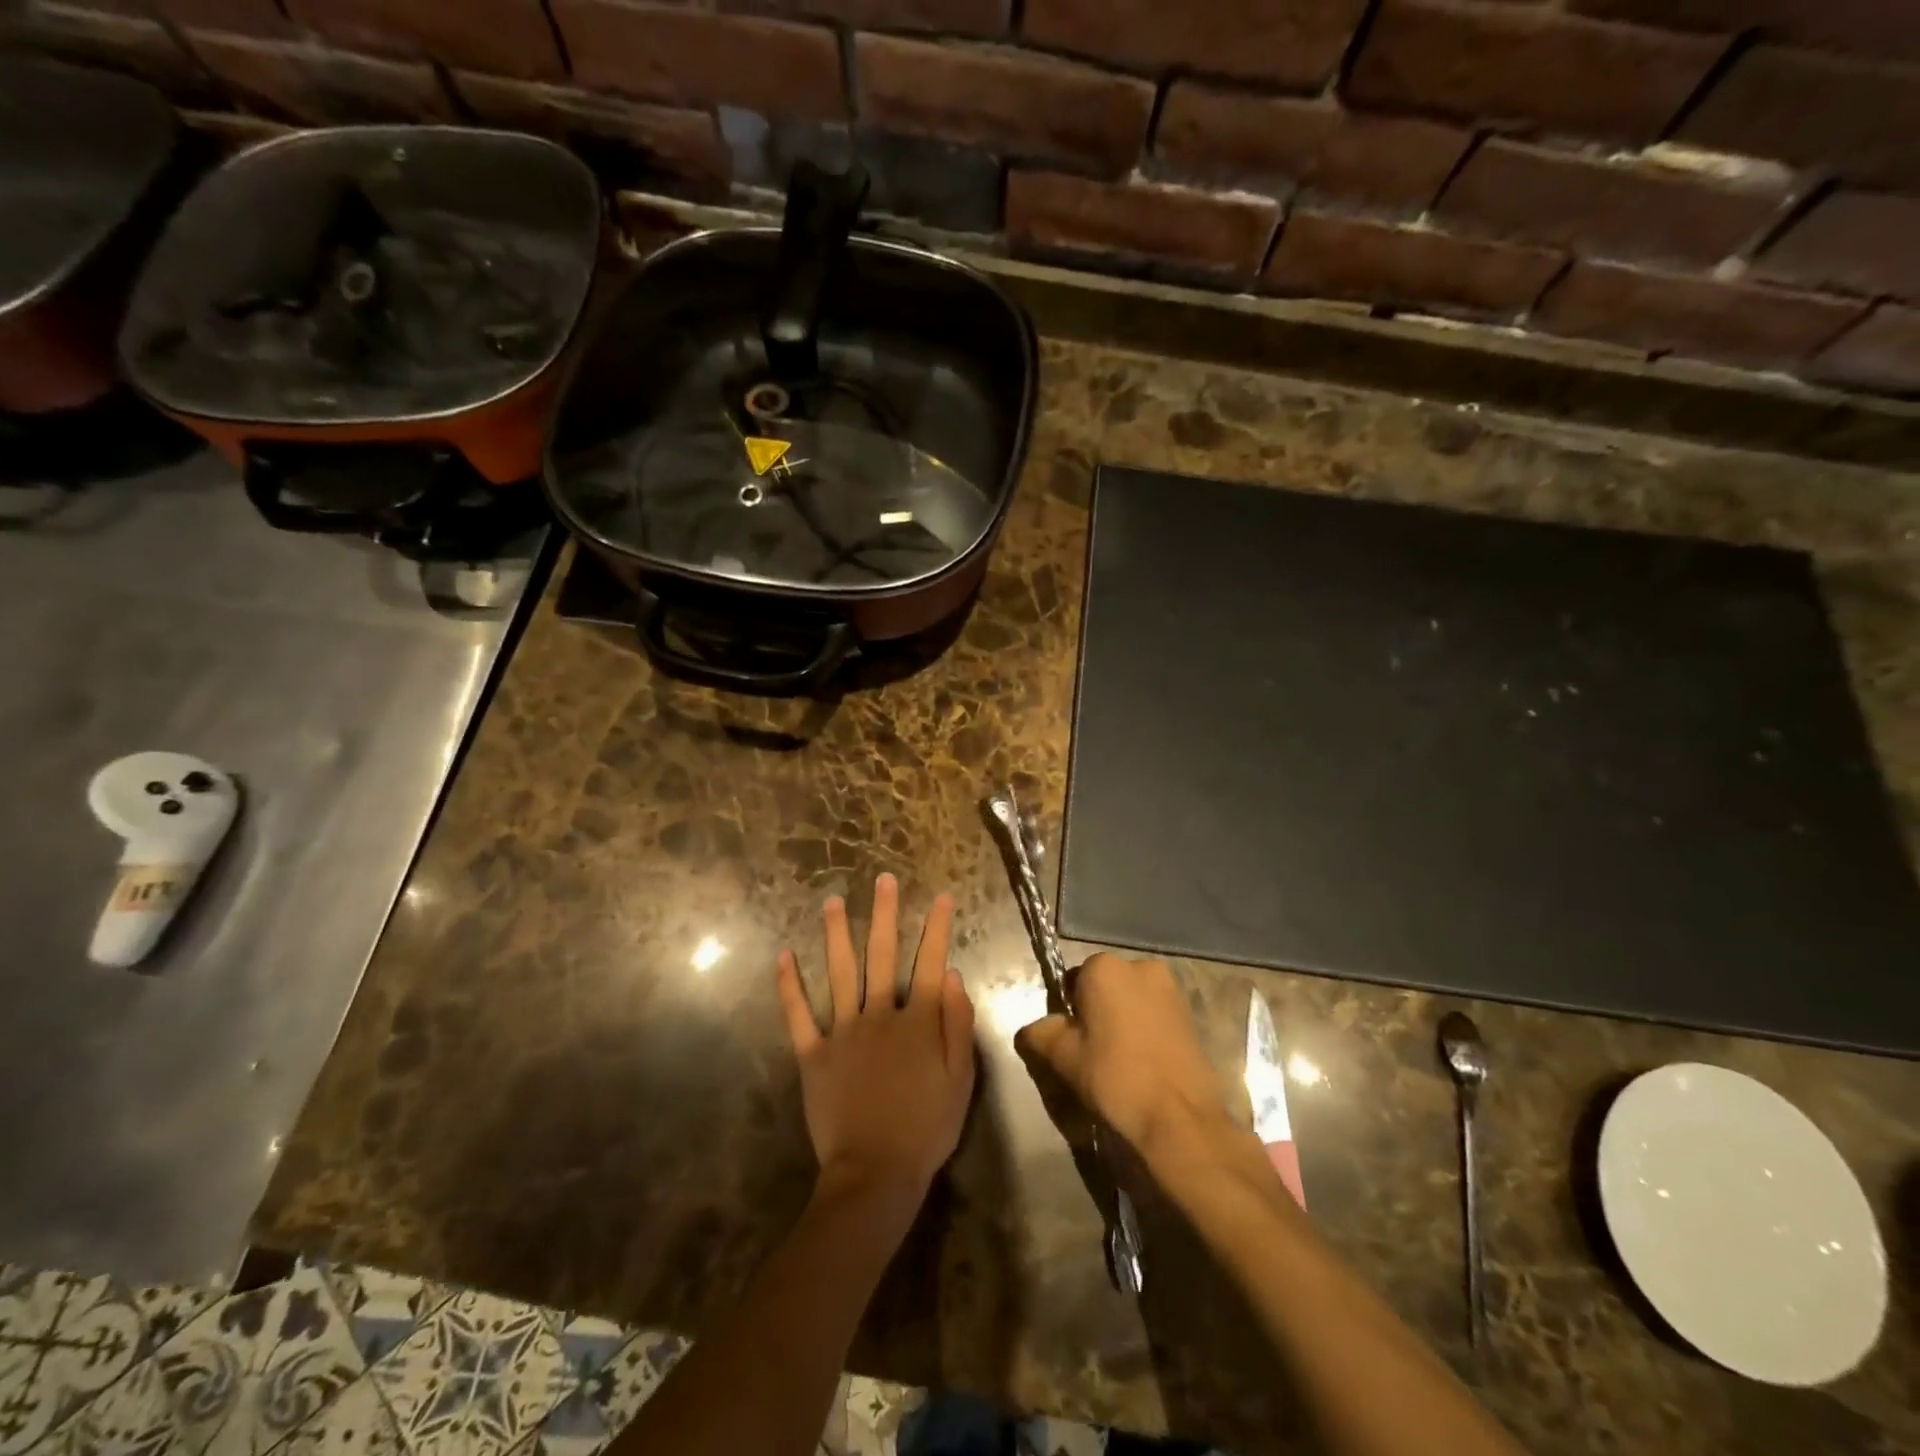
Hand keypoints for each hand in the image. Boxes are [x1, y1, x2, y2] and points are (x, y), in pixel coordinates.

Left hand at [776, 874, 976, 1204]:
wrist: (876, 1173)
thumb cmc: (926, 1128)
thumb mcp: (961, 1079)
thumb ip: (957, 1024)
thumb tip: (953, 974)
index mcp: (918, 1021)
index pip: (931, 962)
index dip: (938, 928)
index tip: (942, 897)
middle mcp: (880, 1014)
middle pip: (883, 955)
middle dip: (885, 914)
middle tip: (883, 880)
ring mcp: (843, 1031)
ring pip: (839, 973)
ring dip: (836, 934)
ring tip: (832, 901)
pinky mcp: (814, 1054)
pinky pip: (798, 1015)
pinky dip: (789, 986)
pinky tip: (783, 955)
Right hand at [1016, 953, 1231, 1161]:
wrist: (1179, 1118)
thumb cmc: (1114, 1077)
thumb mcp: (1062, 1057)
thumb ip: (1039, 1033)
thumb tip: (1032, 1029)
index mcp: (1105, 967)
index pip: (1073, 981)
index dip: (1068, 1012)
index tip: (1072, 1042)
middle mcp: (1140, 966)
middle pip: (1105, 987)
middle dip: (1097, 1012)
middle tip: (1093, 1053)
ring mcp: (1171, 989)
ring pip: (1132, 1001)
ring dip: (1123, 1021)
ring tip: (1121, 1062)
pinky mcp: (1191, 1015)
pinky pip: (1155, 1015)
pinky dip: (1146, 1031)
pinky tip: (1145, 1064)